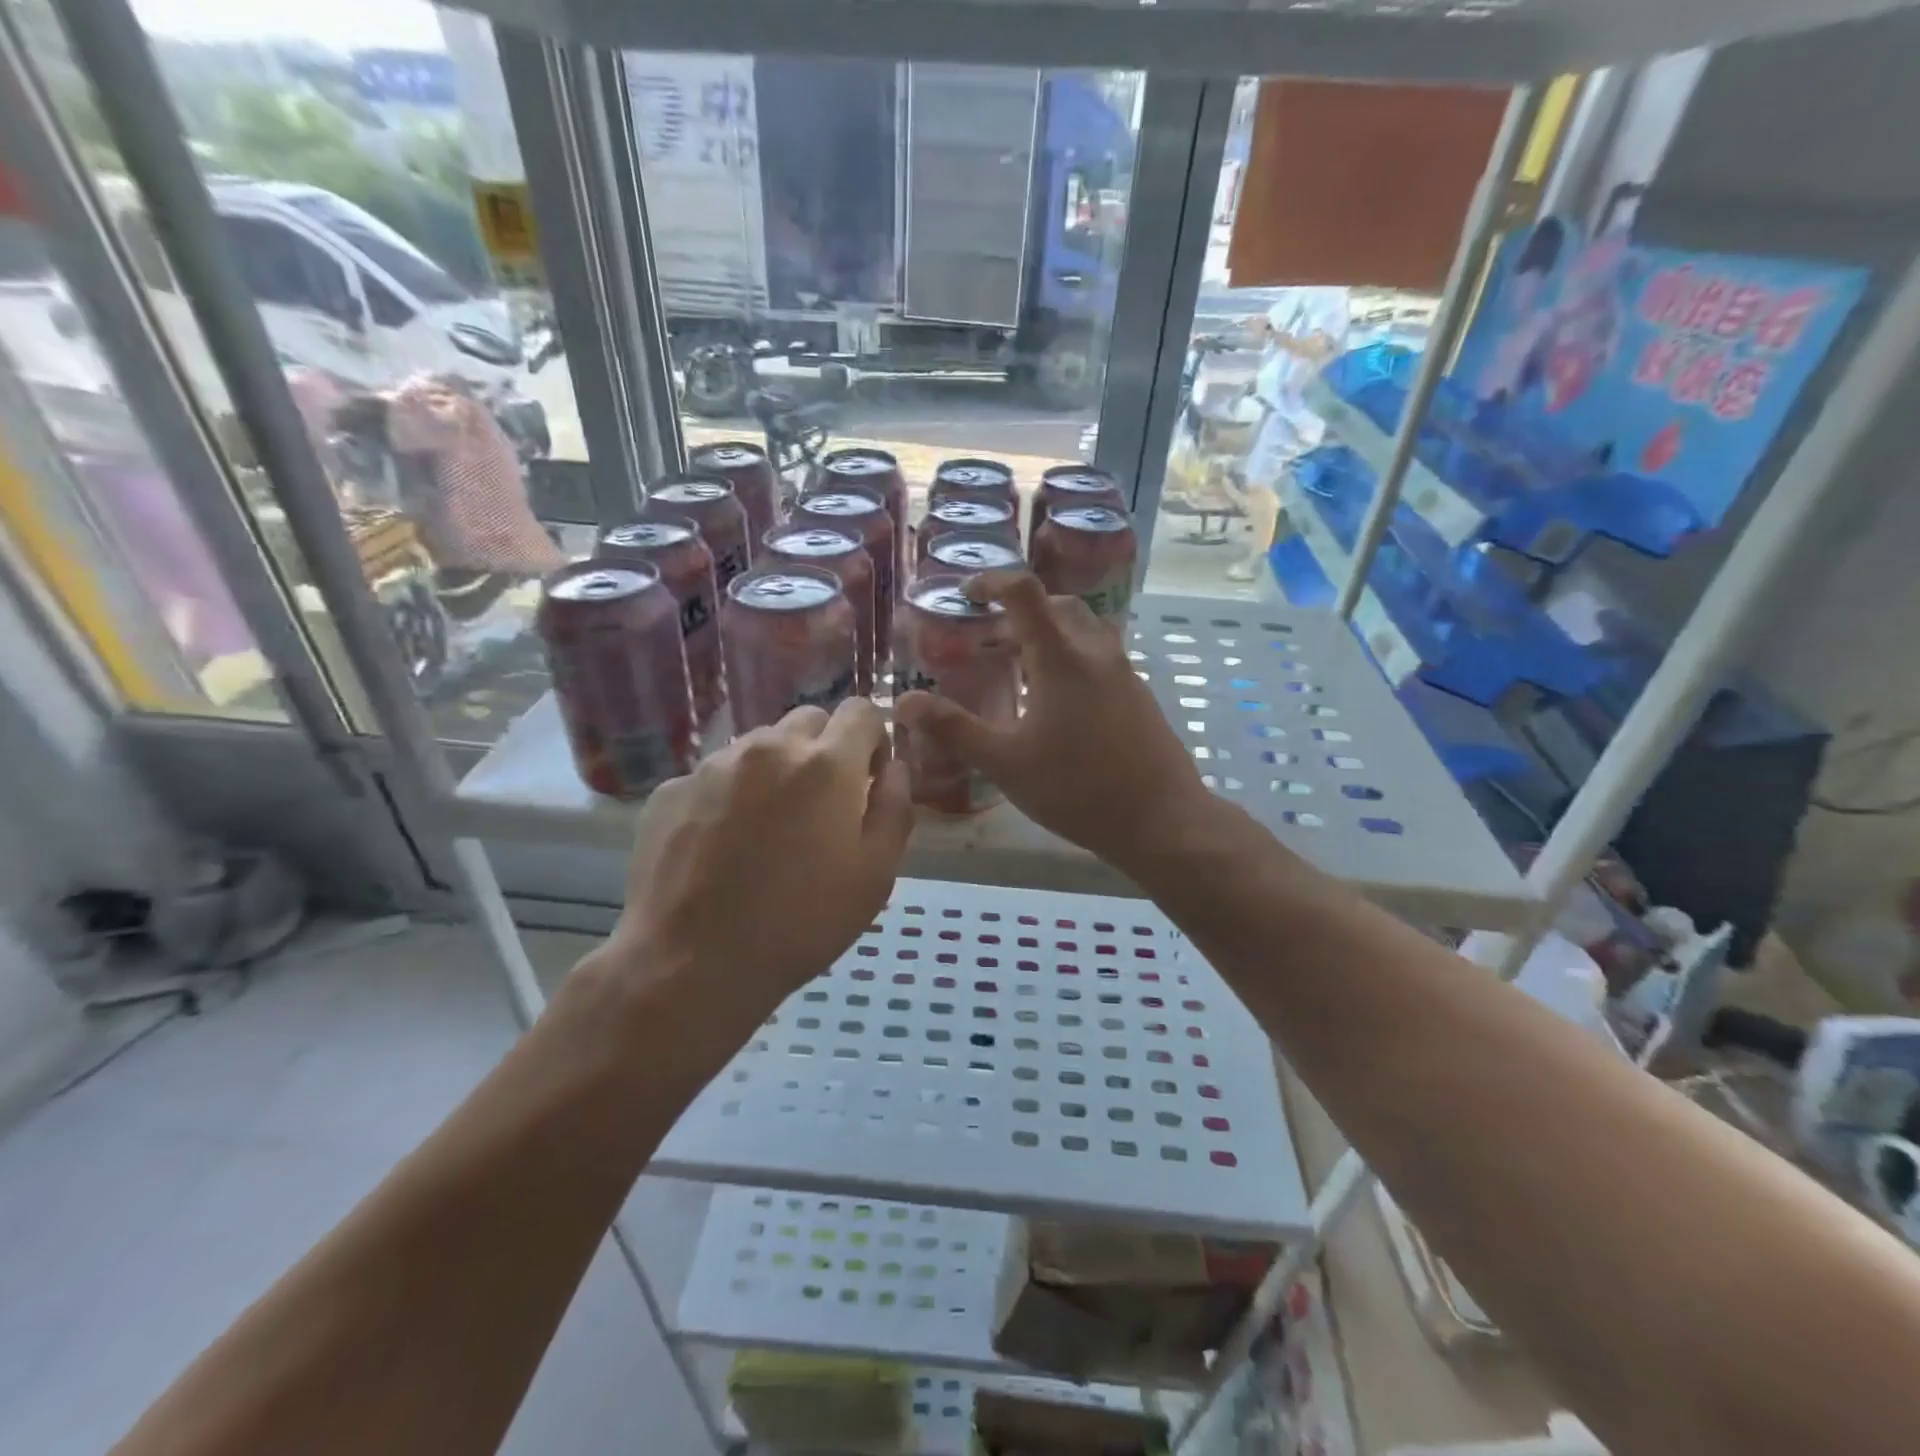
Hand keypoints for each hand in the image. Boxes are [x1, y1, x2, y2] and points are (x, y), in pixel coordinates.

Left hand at [597, 700, 912, 1027]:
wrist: (690, 964)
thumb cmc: (800, 924)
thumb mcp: (875, 875)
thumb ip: (894, 807)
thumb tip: (895, 768)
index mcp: (826, 764)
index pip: (861, 710)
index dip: (872, 739)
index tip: (868, 778)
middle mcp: (768, 748)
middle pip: (809, 720)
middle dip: (824, 750)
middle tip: (819, 807)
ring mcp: (713, 765)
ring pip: (759, 746)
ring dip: (775, 770)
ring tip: (767, 829)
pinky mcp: (671, 790)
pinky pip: (716, 775)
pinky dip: (730, 794)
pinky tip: (722, 846)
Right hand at [893, 572, 1214, 871]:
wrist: (1161, 819)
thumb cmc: (1077, 788)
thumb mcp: (1005, 762)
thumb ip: (954, 729)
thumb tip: (903, 701)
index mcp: (1061, 657)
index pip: (1024, 592)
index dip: (992, 582)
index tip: (966, 594)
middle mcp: (1096, 652)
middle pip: (1057, 605)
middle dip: (1020, 610)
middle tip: (989, 636)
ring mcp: (1124, 672)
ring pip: (1083, 629)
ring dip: (1048, 632)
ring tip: (1018, 665)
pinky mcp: (1139, 694)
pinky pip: (1100, 655)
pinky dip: (1071, 655)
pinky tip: (1056, 700)